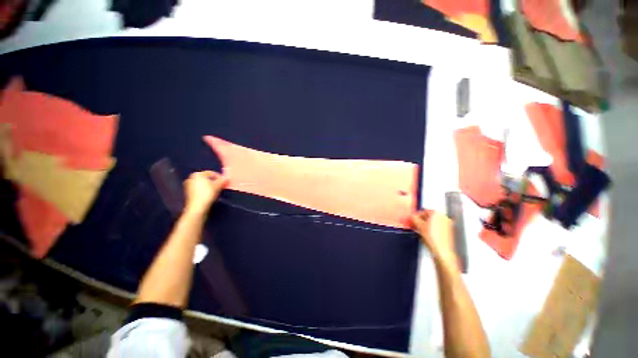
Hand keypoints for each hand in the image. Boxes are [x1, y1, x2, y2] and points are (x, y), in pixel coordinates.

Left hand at [184, 170, 228, 214]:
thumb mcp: (218, 186)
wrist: (197, 207)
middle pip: (207, 178)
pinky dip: (204, 190)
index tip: (225, 182)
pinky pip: (199, 189)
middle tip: (221, 186)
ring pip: (203, 184)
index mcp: (198, 174)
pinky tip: (209, 195)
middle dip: (214, 182)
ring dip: (210, 186)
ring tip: (216, 191)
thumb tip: (227, 177)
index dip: (220, 177)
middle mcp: (191, 178)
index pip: (212, 173)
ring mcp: (188, 185)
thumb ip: (223, 180)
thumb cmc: (207, 194)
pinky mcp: (188, 193)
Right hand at [411, 210, 455, 262]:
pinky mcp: (448, 233)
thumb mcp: (419, 226)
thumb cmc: (432, 238)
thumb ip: (414, 218)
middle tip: (414, 226)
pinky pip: (437, 228)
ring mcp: (447, 225)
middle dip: (421, 221)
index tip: (412, 220)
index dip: (416, 216)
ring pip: (433, 223)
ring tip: (419, 231)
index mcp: (437, 214)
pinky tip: (426, 235)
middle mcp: (444, 218)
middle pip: (429, 216)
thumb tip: (412, 216)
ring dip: (425, 225)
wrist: (442, 252)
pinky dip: (431, 230)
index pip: (424, 211)